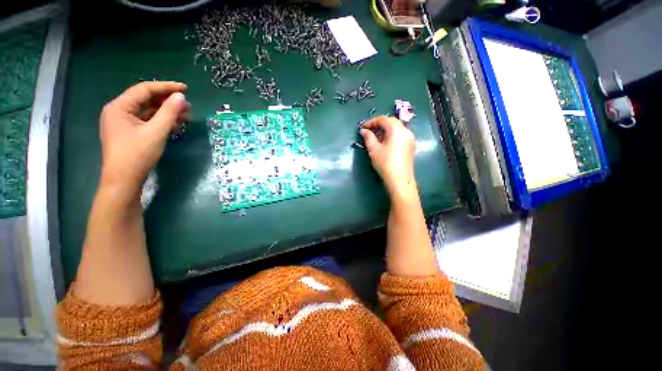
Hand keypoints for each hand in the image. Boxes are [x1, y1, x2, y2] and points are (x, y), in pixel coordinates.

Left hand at [98, 81, 188, 196]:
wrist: (124, 180)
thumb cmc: (137, 154)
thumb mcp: (156, 132)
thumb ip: (169, 112)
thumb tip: (181, 97)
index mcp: (119, 107)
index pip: (144, 89)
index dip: (166, 87)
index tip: (185, 89)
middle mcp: (118, 111)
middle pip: (145, 99)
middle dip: (167, 101)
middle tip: (188, 104)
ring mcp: (123, 123)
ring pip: (147, 111)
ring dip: (166, 111)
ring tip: (185, 114)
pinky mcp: (129, 133)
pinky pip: (146, 121)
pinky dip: (160, 121)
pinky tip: (174, 124)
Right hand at [360, 116, 416, 197]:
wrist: (399, 179)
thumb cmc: (385, 162)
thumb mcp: (373, 149)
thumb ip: (368, 137)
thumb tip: (363, 130)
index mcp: (396, 129)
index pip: (383, 119)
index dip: (371, 122)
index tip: (363, 128)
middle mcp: (406, 131)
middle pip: (391, 122)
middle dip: (379, 125)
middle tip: (369, 132)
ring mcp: (410, 138)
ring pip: (396, 129)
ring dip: (385, 130)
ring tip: (376, 139)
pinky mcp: (411, 146)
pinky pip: (400, 135)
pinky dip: (392, 136)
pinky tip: (385, 145)